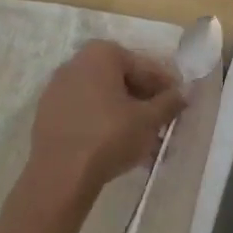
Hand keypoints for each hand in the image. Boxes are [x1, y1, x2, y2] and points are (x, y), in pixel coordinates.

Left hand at [28, 40, 185, 197]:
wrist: (58, 177)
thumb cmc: (109, 137)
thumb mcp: (148, 119)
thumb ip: (170, 102)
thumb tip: (185, 92)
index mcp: (101, 54)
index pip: (144, 67)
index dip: (165, 86)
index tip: (179, 103)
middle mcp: (76, 63)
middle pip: (122, 79)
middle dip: (144, 100)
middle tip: (163, 120)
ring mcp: (58, 89)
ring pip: (103, 97)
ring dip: (125, 113)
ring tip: (144, 137)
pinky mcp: (47, 114)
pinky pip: (85, 112)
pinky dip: (103, 122)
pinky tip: (118, 144)